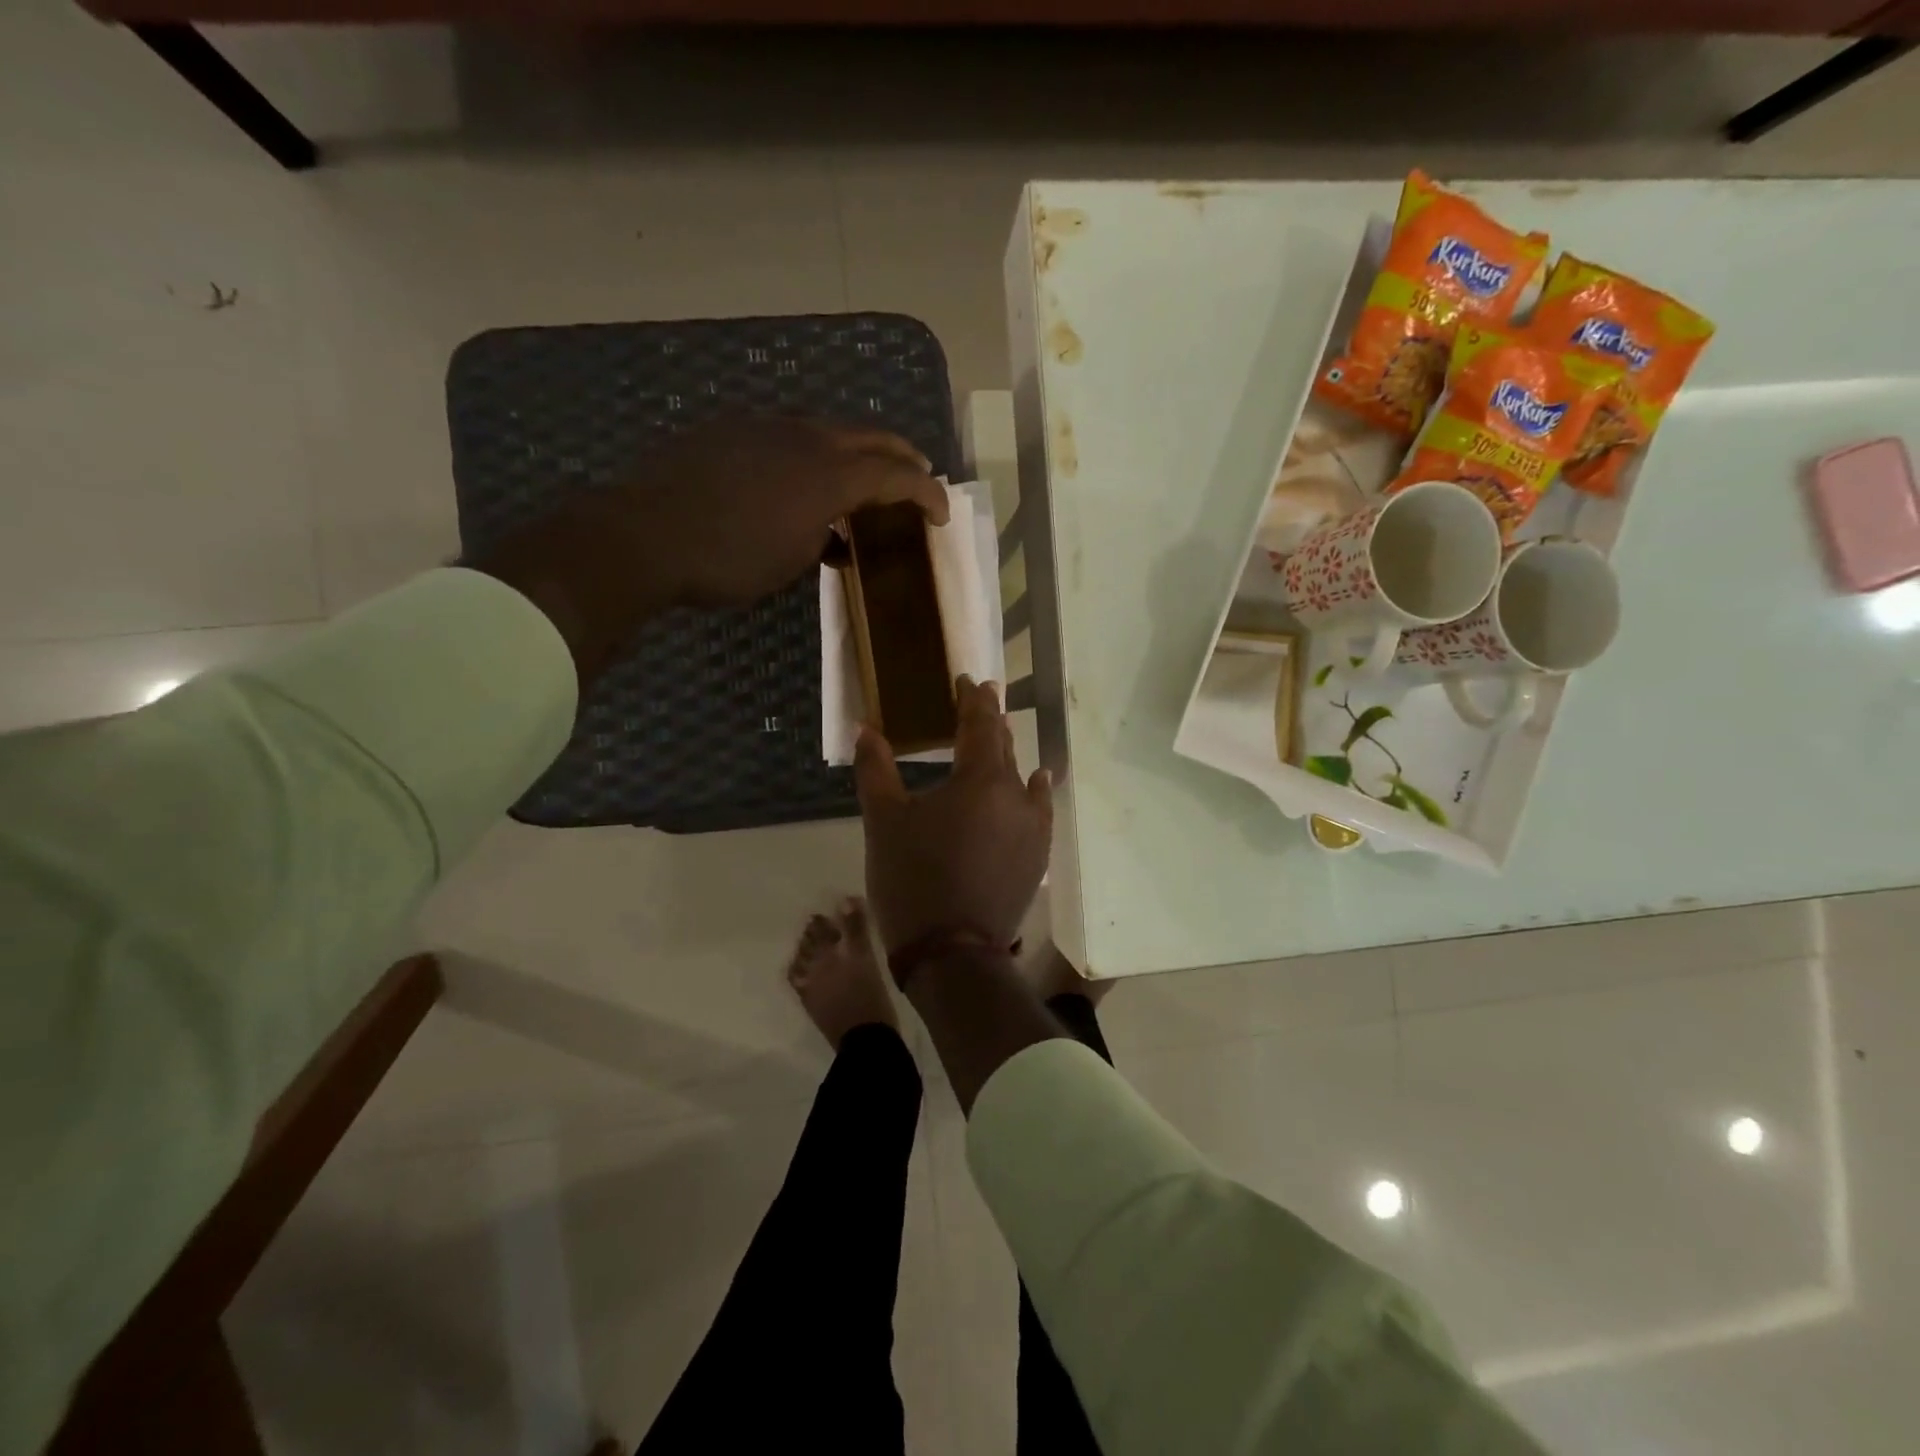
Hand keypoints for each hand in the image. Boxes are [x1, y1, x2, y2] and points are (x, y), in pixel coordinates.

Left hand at [629, 417, 948, 609]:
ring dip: (854, 454)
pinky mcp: (732, 431)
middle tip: (917, 475)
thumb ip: (824, 538)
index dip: (926, 492)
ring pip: (827, 432)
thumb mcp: (791, 562)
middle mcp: (805, 438)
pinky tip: (798, 482)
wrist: (645, 534)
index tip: (942, 512)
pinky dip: (811, 458)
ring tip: (860, 480)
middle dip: (901, 457)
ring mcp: (765, 428)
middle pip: (869, 437)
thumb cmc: (728, 560)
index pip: (896, 475)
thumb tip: (832, 534)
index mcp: (829, 474)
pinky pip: (788, 438)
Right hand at [854, 677, 1052, 952]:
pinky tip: (1036, 783)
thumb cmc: (912, 880)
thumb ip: (876, 770)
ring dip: (1009, 755)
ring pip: (1022, 778)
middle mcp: (1017, 795)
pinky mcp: (1037, 855)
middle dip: (991, 721)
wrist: (952, 953)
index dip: (972, 698)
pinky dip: (1032, 790)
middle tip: (981, 699)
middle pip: (1004, 746)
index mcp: (980, 779)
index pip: (980, 723)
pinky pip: (1038, 809)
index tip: (967, 680)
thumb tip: (866, 729)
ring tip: (999, 738)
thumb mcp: (884, 822)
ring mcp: (1033, 827)